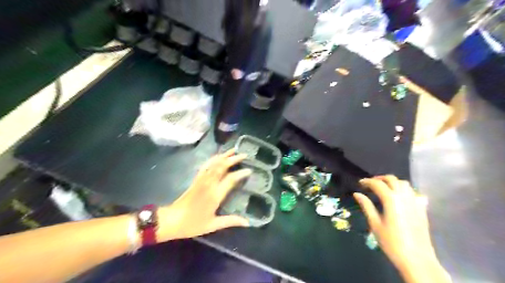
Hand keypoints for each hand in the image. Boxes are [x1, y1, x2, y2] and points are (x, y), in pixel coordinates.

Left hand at [157, 150, 251, 241]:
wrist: (172, 220)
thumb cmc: (193, 224)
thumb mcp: (213, 225)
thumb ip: (231, 221)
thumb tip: (247, 222)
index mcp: (215, 195)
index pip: (230, 179)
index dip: (241, 173)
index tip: (249, 170)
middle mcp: (209, 184)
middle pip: (222, 166)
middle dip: (233, 159)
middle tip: (244, 155)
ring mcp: (201, 179)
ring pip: (214, 163)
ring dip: (224, 155)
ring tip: (233, 150)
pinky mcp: (196, 179)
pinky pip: (206, 165)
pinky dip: (214, 158)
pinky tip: (218, 156)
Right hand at [355, 175, 433, 269]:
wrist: (417, 259)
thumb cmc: (391, 242)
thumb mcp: (375, 224)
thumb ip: (367, 206)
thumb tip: (357, 194)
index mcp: (391, 200)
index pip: (377, 184)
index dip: (367, 181)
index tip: (360, 183)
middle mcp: (404, 197)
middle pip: (392, 179)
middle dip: (380, 179)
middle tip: (371, 184)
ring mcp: (415, 202)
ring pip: (404, 184)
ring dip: (393, 182)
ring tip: (384, 189)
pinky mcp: (422, 209)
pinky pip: (414, 193)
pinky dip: (405, 191)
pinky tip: (401, 198)